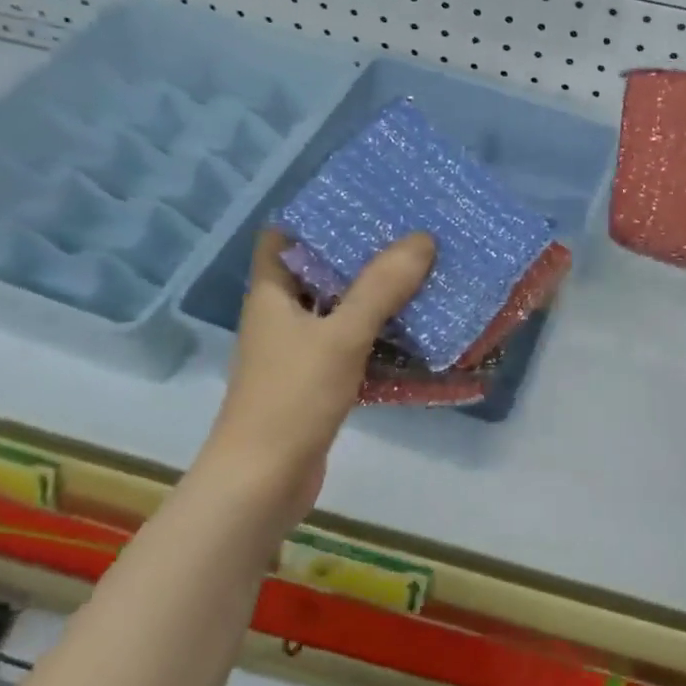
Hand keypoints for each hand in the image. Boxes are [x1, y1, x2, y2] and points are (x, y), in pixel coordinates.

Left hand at [202, 228, 435, 524]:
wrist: (263, 483)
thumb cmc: (292, 398)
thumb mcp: (341, 336)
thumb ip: (380, 288)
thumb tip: (422, 239)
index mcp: (272, 295)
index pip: (282, 238)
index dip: (313, 217)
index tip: (360, 203)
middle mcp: (281, 318)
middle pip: (318, 273)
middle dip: (359, 255)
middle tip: (408, 236)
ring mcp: (298, 353)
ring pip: (339, 313)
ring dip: (374, 298)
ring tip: (420, 274)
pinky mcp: (316, 384)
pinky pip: (351, 348)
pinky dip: (377, 338)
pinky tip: (414, 334)